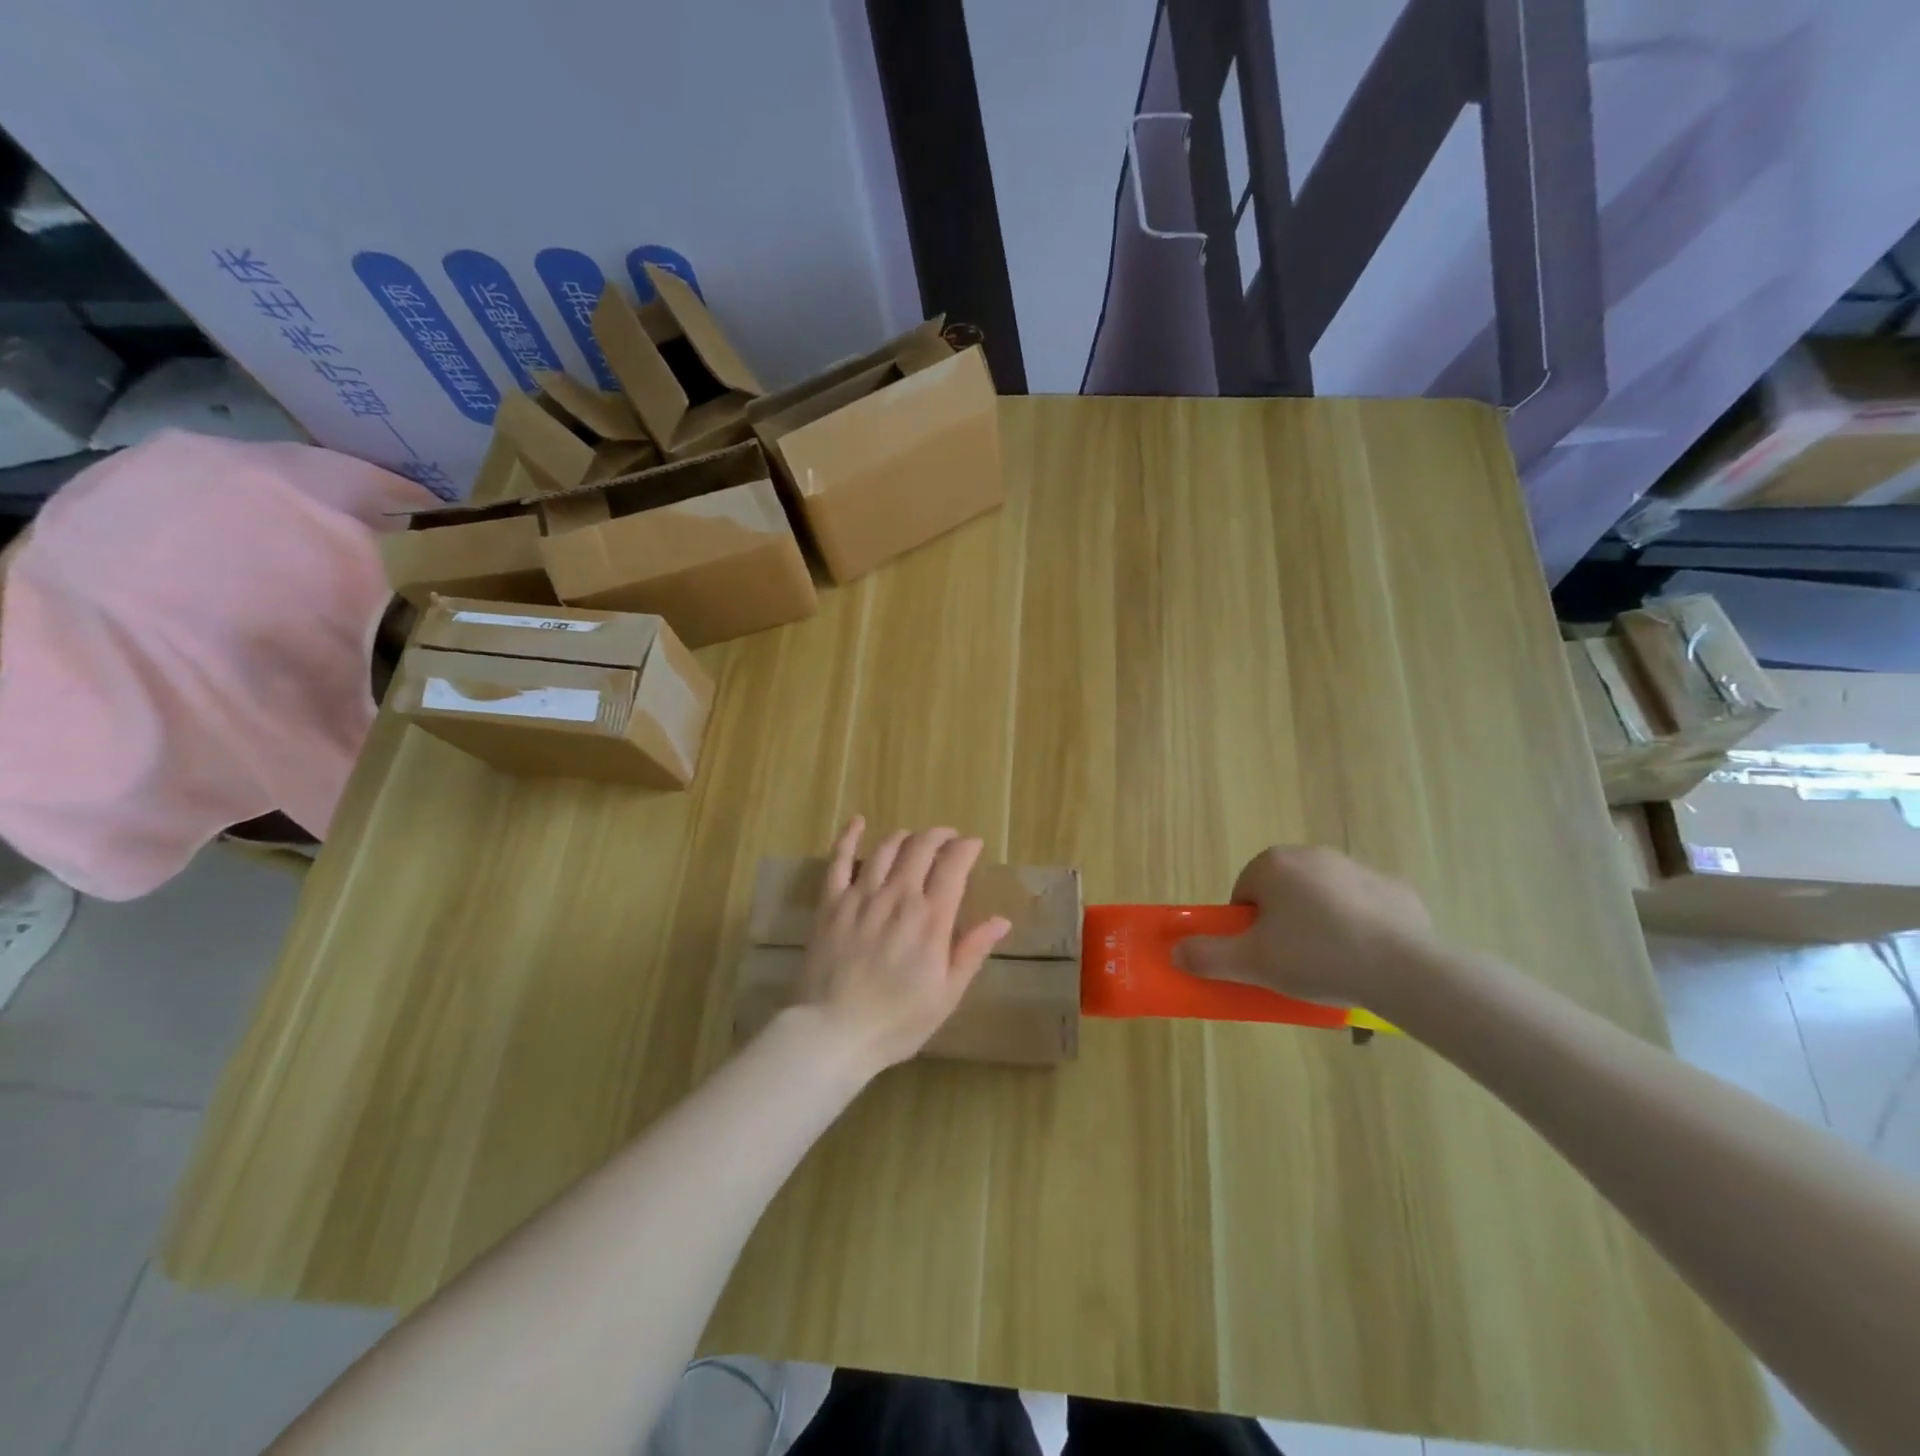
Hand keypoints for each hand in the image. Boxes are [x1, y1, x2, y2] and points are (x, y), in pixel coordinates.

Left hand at [795, 818, 1010, 1073]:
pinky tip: (857, 822)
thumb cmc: (897, 1021)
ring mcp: (861, 896)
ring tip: (914, 839)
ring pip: (886, 848)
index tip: (973, 845)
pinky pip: (839, 860)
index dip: (966, 848)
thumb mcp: (947, 994)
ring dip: (905, 837)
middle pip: (921, 848)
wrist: (834, 1032)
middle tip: (948, 838)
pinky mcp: (831, 903)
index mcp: (931, 918)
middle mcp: (898, 896)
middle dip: (939, 836)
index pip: (953, 866)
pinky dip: (849, 837)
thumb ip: (972, 951)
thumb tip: (1000, 920)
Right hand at [1173, 845, 1435, 1007]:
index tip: (1262, 955)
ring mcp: (1358, 868)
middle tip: (1292, 962)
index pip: (1245, 892)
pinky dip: (1360, 925)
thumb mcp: (1251, 963)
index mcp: (1274, 864)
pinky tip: (1367, 957)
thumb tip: (1175, 951)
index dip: (1248, 927)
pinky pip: (1364, 906)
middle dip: (1283, 922)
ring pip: (1323, 896)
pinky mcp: (1395, 888)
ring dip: (1320, 922)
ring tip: (1331, 964)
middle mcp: (1313, 854)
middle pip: (1283, 891)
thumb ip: (1207, 956)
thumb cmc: (1315, 957)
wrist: (1402, 969)